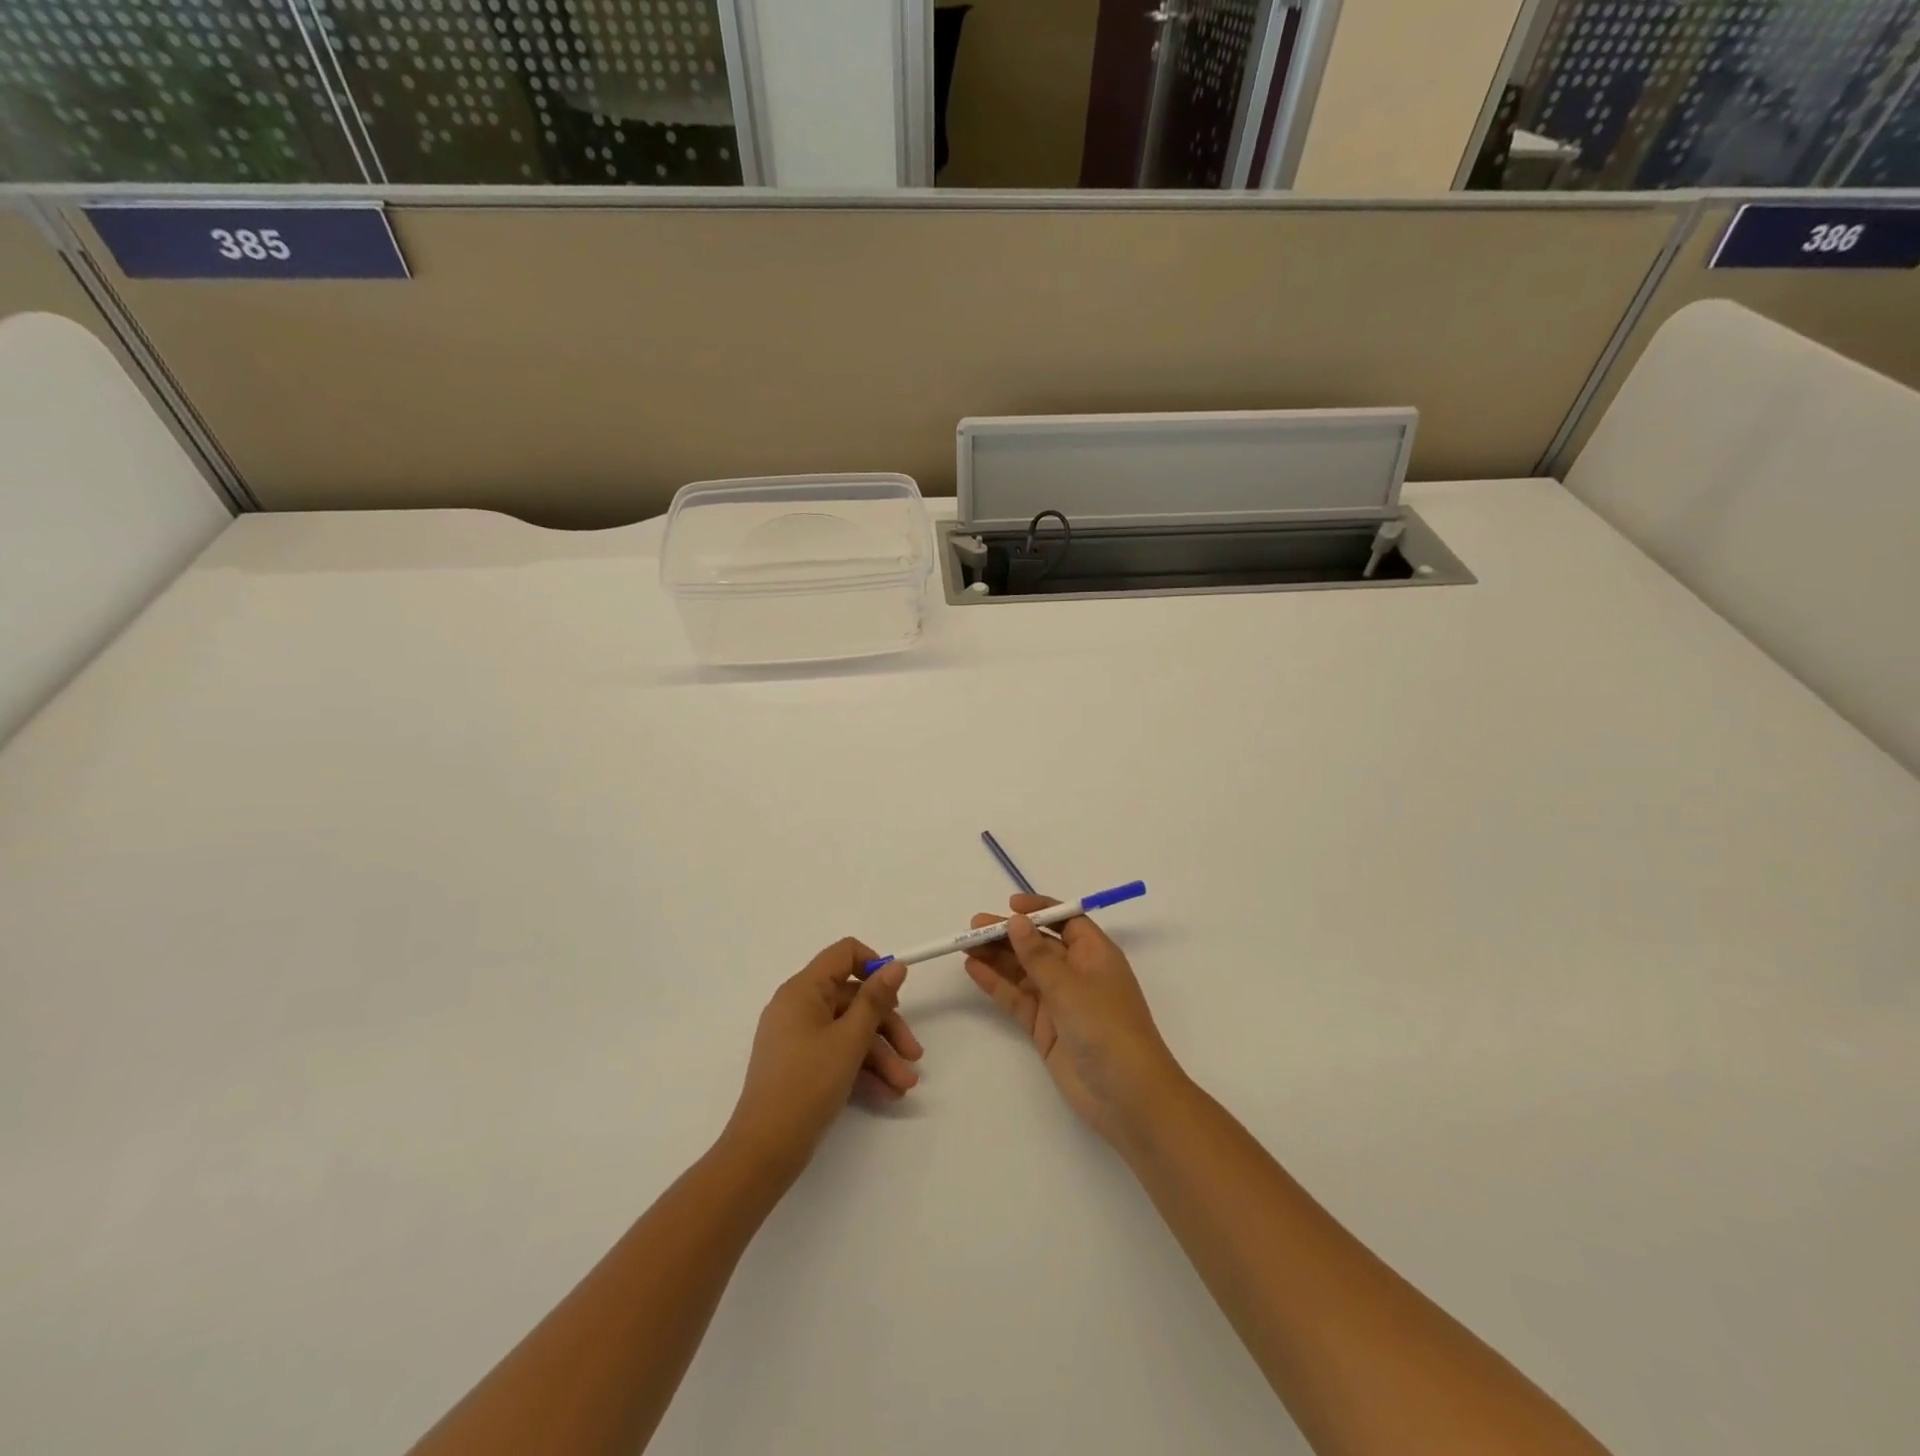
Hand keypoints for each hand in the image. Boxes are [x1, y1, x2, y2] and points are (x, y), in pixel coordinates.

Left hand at [723, 938, 922, 1183]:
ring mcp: (798, 1037)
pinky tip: (888, 1093)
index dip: (874, 967)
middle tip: (914, 1054)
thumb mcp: (849, 1040)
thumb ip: (875, 1000)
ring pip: (849, 1031)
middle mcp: (798, 1006)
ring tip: (906, 1085)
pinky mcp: (800, 1065)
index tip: (897, 994)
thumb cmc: (807, 1085)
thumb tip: (896, 965)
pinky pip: (837, 1053)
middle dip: (887, 1026)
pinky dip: (861, 1069)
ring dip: (880, 1055)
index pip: (843, 954)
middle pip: (853, 999)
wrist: (764, 1151)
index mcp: (803, 990)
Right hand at [964, 895, 1184, 1144]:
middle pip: (1039, 944)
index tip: (1010, 906)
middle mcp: (1077, 973)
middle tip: (973, 926)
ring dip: (997, 957)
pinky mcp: (1046, 1028)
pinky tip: (974, 970)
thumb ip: (1037, 955)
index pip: (1066, 920)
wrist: (1126, 1096)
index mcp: (1094, 954)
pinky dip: (997, 984)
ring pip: (1024, 971)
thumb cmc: (1106, 1027)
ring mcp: (1060, 1002)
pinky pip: (1017, 999)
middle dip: (1008, 934)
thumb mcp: (1069, 986)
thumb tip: (1016, 921)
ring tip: (965, 944)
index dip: (1039, 910)